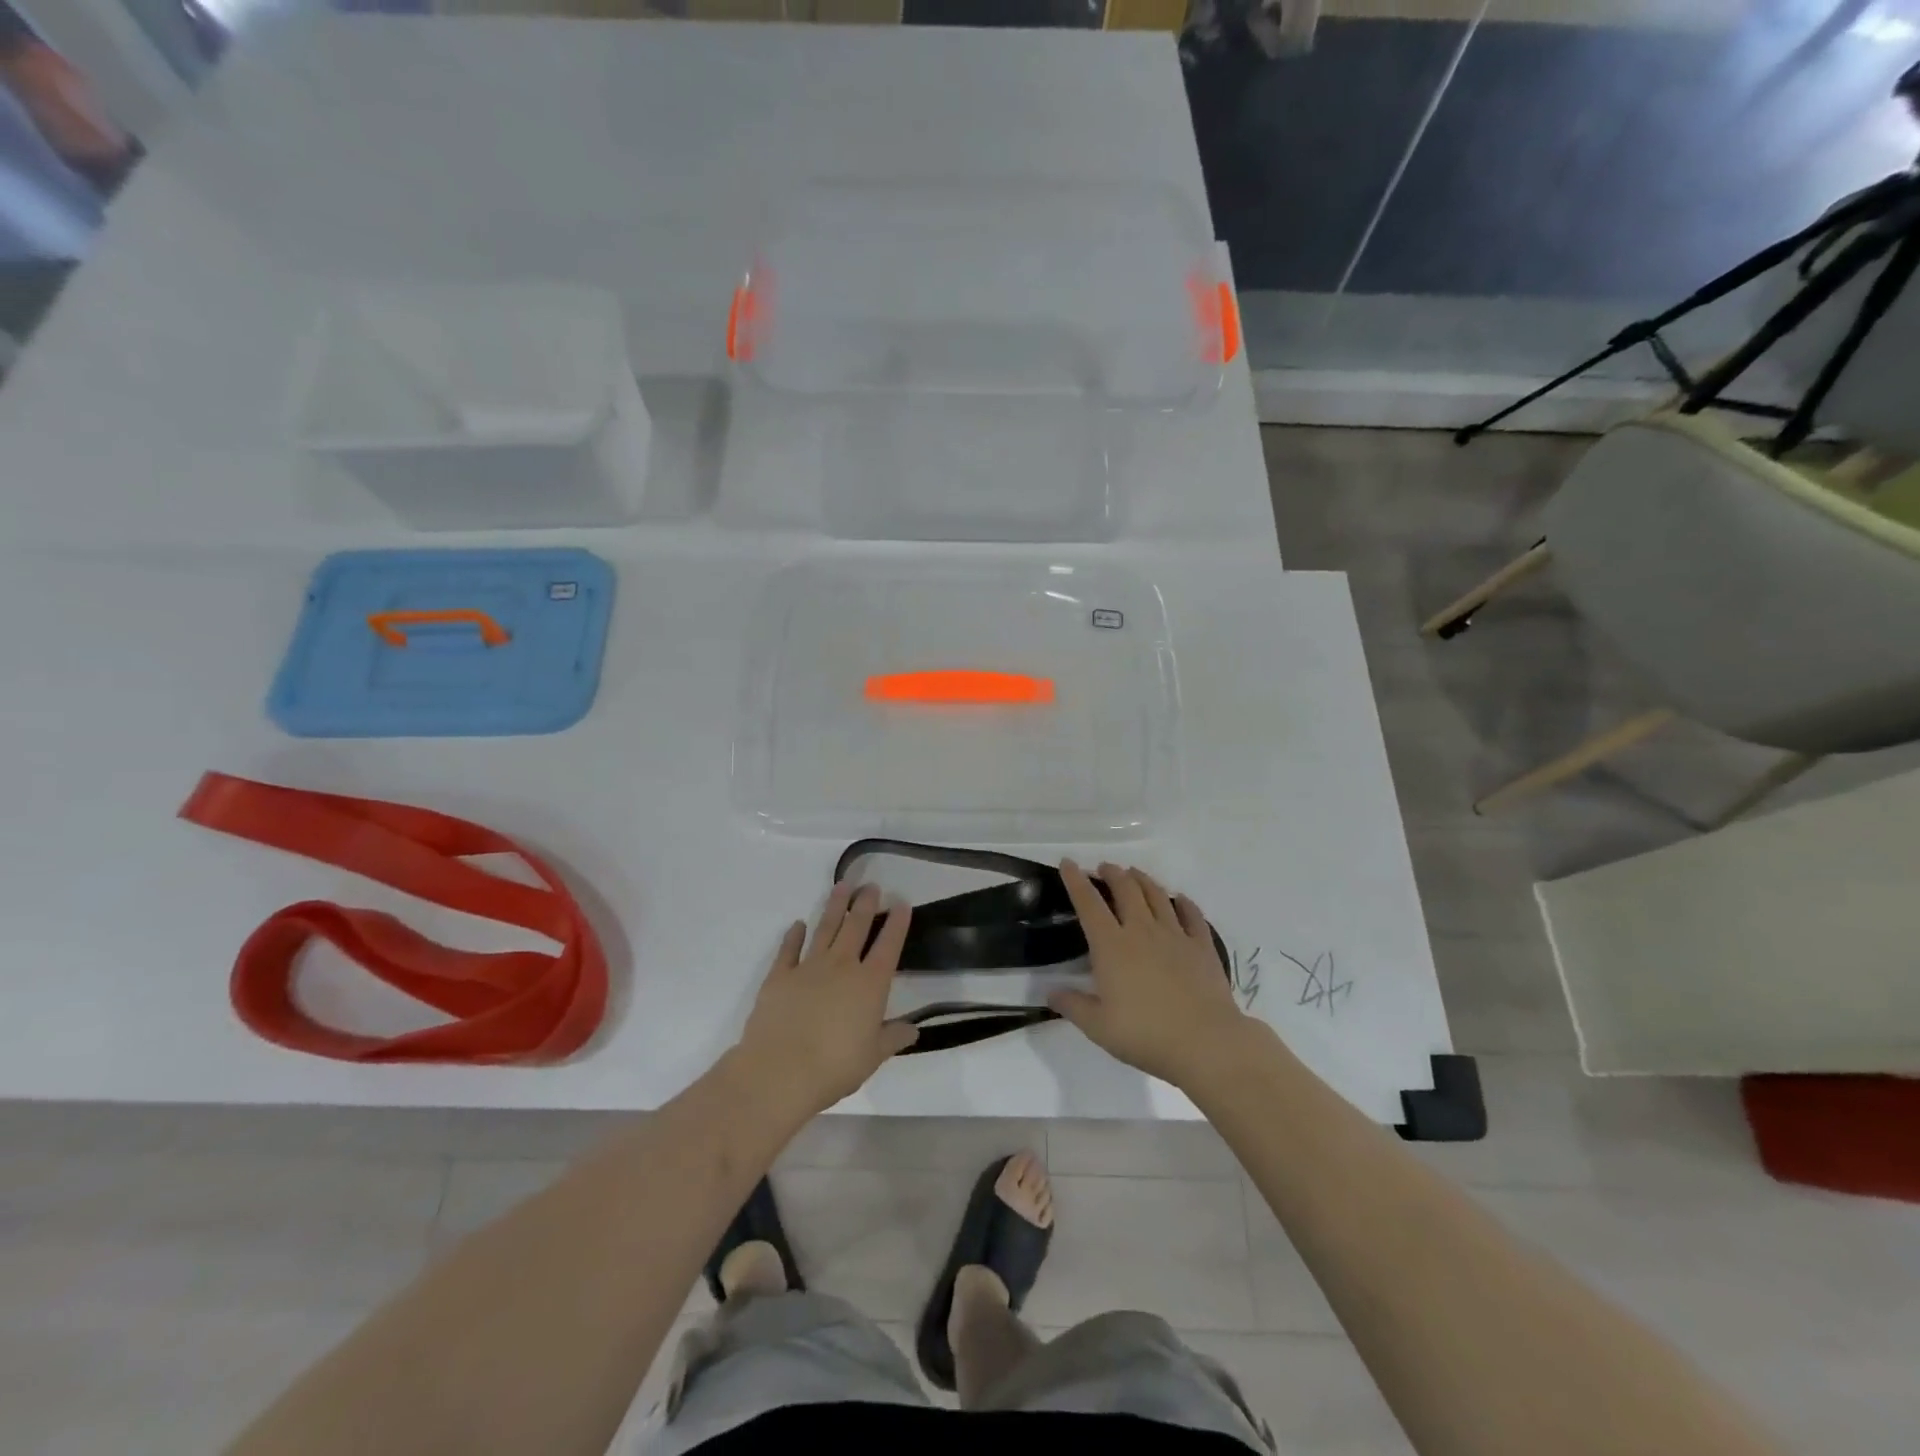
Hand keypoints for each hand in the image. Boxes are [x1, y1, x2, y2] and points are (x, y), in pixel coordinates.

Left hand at [733, 883, 918, 1117]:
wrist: (779, 1071)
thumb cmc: (834, 1067)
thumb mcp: (873, 1056)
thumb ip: (893, 1038)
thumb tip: (914, 1029)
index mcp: (870, 983)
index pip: (889, 945)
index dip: (897, 923)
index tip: (902, 902)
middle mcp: (842, 966)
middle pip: (857, 926)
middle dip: (866, 904)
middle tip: (871, 885)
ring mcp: (808, 967)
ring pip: (826, 928)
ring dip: (835, 906)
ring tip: (842, 885)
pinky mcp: (779, 976)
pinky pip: (788, 949)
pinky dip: (793, 935)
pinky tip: (798, 924)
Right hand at [1049, 860, 1254, 1088]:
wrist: (1205, 1042)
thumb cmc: (1145, 1034)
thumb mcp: (1098, 1027)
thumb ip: (1072, 1006)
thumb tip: (1050, 993)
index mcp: (1111, 946)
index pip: (1089, 904)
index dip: (1076, 881)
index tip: (1068, 863)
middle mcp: (1141, 930)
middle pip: (1126, 889)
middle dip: (1112, 873)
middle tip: (1104, 868)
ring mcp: (1175, 935)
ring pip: (1157, 895)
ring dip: (1143, 880)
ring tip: (1134, 873)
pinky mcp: (1202, 946)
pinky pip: (1192, 915)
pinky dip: (1184, 903)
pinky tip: (1180, 899)